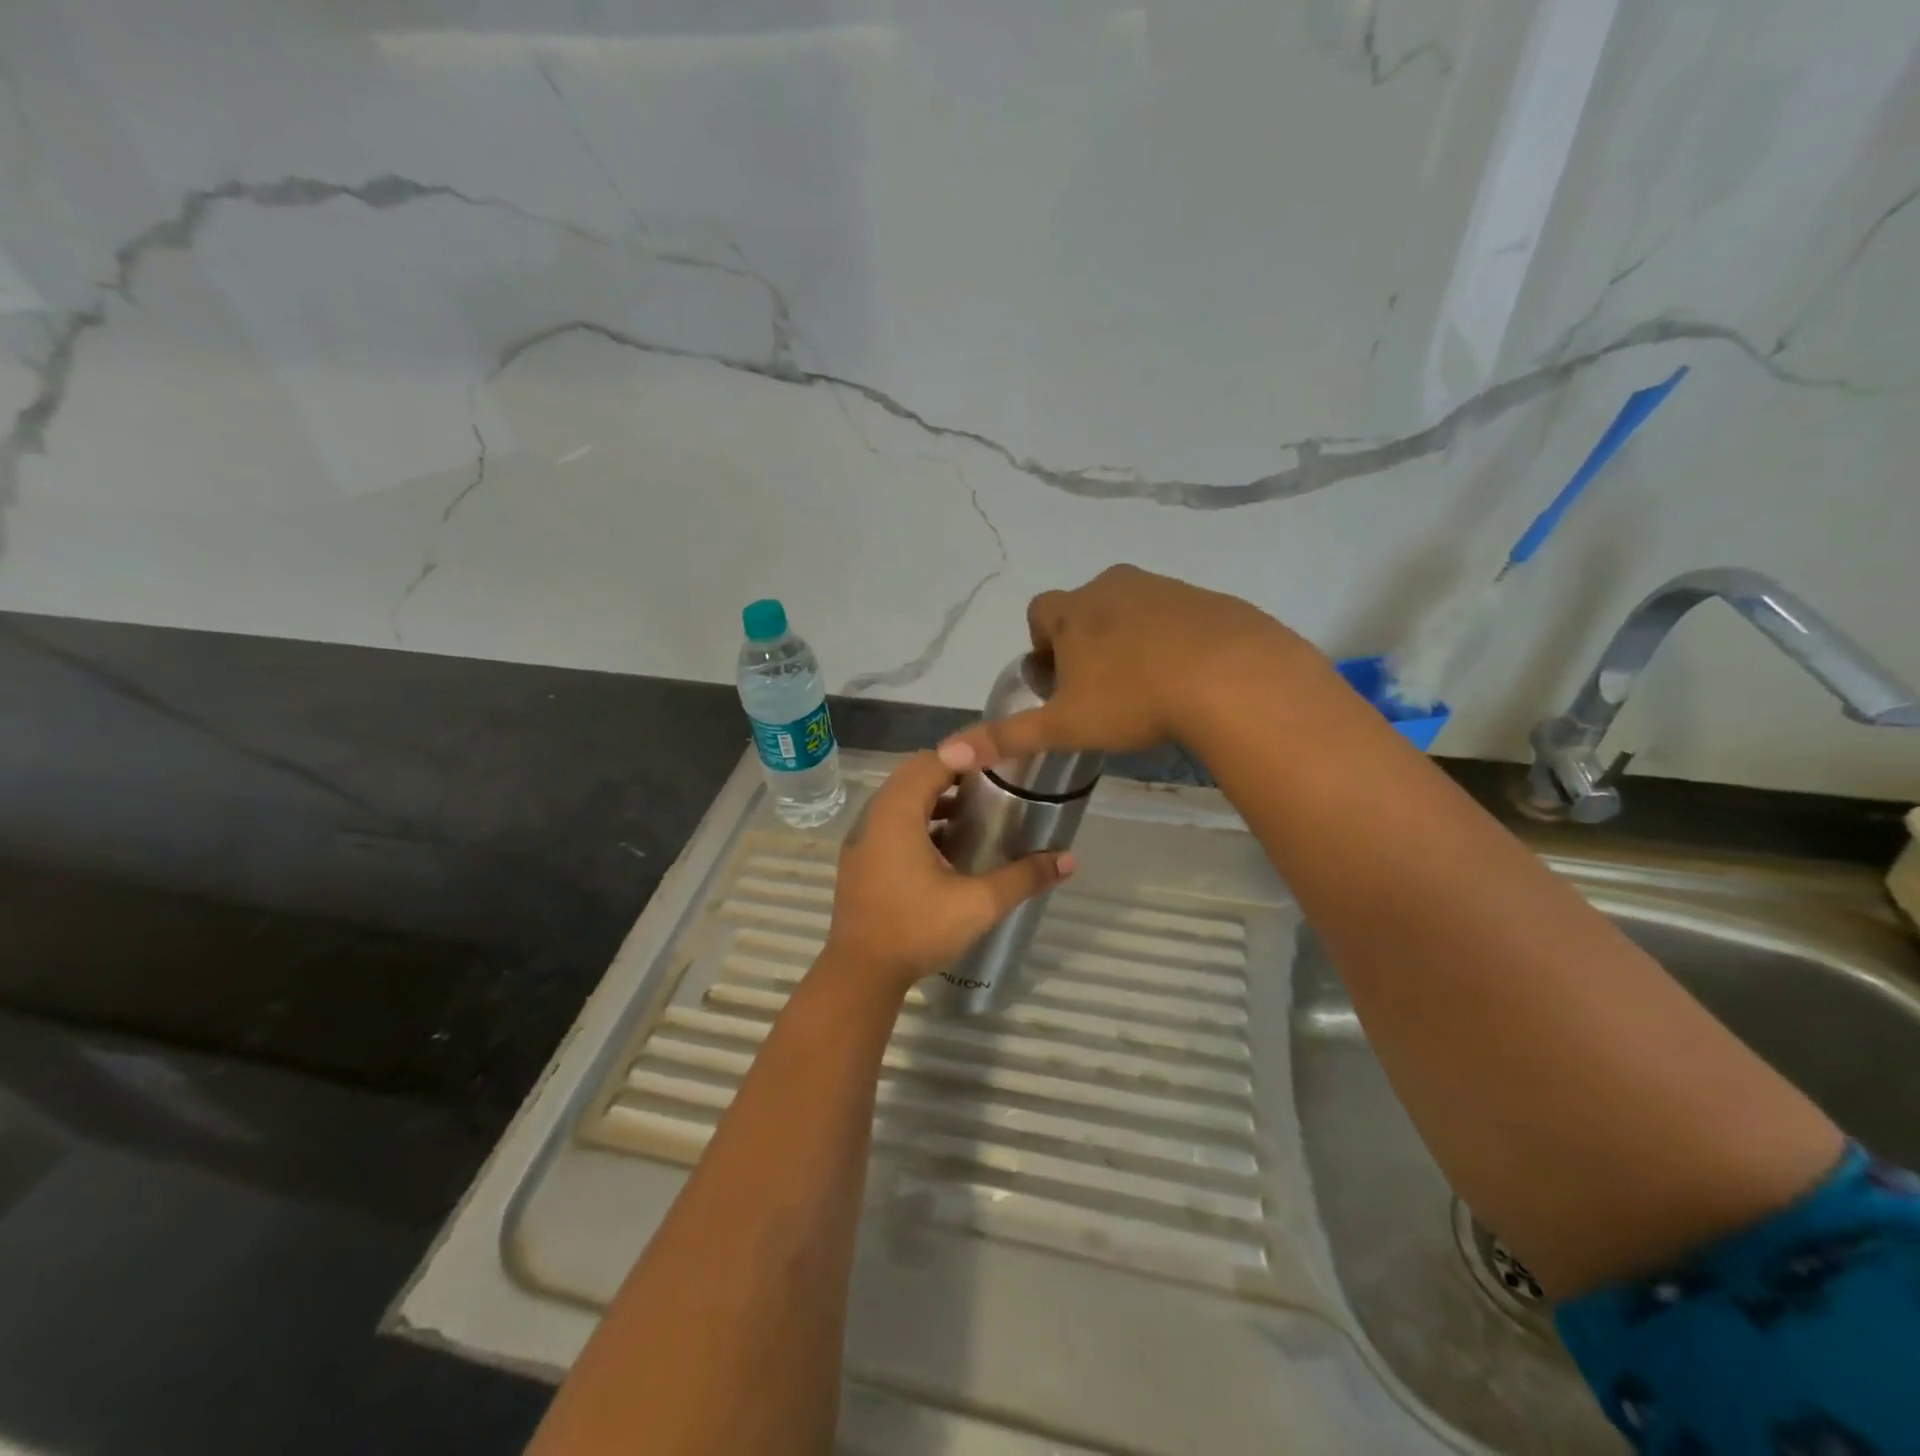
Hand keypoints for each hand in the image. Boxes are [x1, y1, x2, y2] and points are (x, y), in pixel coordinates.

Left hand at [821, 751, 1074, 994]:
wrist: (861, 973)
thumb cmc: (917, 929)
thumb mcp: (978, 904)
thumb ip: (1023, 877)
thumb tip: (1069, 859)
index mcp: (898, 813)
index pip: (933, 761)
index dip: (967, 754)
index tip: (1000, 759)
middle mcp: (874, 815)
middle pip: (914, 774)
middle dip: (952, 771)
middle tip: (991, 782)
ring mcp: (862, 837)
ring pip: (900, 798)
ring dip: (933, 796)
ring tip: (974, 810)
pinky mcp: (860, 858)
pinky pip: (890, 821)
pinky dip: (918, 819)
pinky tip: (946, 845)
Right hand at [935, 564, 1317, 769]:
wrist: (1230, 677)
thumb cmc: (1132, 700)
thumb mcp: (1063, 726)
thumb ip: (1005, 737)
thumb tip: (945, 754)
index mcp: (1074, 611)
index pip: (1040, 612)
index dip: (1042, 644)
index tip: (1060, 680)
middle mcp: (1113, 586)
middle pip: (1085, 608)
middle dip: (1085, 641)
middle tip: (1101, 690)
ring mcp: (1163, 588)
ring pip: (1131, 609)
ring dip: (1128, 638)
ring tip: (1144, 686)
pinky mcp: (1206, 599)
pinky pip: (1175, 615)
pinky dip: (1171, 638)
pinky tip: (1185, 676)